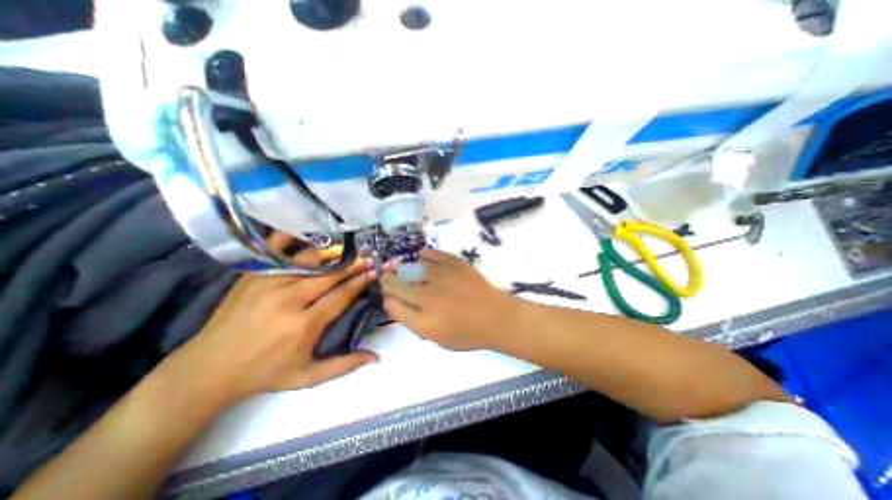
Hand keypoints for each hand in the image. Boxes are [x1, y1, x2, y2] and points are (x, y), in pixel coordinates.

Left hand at [158, 233, 377, 405]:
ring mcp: (268, 283)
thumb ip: (344, 366)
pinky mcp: (253, 276)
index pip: (341, 295)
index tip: (375, 271)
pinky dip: (293, 238)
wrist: (207, 369)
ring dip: (332, 252)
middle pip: (329, 274)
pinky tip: (308, 235)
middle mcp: (288, 299)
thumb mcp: (306, 377)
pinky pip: (276, 250)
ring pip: (309, 260)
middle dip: (353, 264)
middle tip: (368, 257)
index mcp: (303, 324)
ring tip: (348, 249)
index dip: (360, 281)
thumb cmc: (264, 373)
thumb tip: (377, 357)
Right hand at [379, 247, 519, 348]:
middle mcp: (428, 296)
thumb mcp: (436, 338)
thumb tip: (394, 301)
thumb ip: (411, 321)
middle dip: (388, 281)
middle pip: (395, 283)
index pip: (391, 303)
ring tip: (403, 268)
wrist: (496, 316)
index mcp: (423, 320)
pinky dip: (423, 256)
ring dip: (402, 268)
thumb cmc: (467, 333)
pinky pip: (431, 254)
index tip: (389, 295)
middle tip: (391, 279)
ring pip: (410, 267)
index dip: (387, 297)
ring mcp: (442, 276)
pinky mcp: (455, 263)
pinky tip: (423, 258)